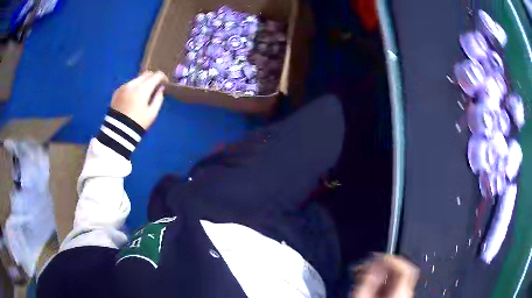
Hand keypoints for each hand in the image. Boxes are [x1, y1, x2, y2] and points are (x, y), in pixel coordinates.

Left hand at [111, 71, 168, 129]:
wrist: (118, 132)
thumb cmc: (138, 123)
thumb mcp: (152, 113)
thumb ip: (158, 99)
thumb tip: (160, 89)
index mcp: (143, 89)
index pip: (156, 75)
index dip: (163, 77)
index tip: (165, 83)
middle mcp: (133, 84)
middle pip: (146, 74)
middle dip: (153, 78)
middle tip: (155, 87)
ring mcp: (123, 86)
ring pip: (137, 78)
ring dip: (143, 82)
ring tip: (144, 93)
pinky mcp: (117, 91)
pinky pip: (129, 84)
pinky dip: (134, 87)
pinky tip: (134, 97)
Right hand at [352, 254, 418, 297]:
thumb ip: (368, 281)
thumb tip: (373, 264)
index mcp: (400, 292)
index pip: (404, 267)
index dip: (392, 258)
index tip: (379, 255)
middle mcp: (407, 293)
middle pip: (405, 270)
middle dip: (389, 263)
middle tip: (374, 262)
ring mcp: (406, 296)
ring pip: (402, 277)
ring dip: (387, 271)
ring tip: (372, 273)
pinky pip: (398, 284)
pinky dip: (388, 280)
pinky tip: (376, 283)